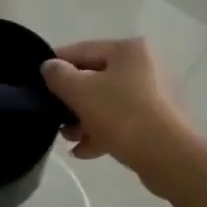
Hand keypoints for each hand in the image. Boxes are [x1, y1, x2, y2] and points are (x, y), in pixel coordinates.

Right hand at [41, 38, 196, 187]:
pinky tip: (85, 151)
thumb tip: (50, 67)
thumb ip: (58, 75)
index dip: (56, 64)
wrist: (170, 157)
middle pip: (96, 78)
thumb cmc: (122, 115)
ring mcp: (156, 95)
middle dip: (72, 100)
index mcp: (129, 50)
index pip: (82, 50)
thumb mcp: (80, 91)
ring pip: (109, 102)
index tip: (36, 80)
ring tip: (69, 138)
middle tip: (54, 117)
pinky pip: (124, 121)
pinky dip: (104, 132)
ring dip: (85, 119)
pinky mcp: (160, 121)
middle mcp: (146, 66)